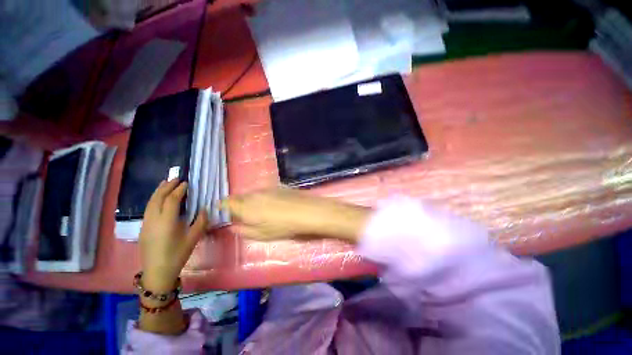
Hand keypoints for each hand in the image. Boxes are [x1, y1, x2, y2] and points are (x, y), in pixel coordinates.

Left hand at [139, 180, 207, 293]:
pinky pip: (148, 208)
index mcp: (167, 222)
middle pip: (157, 198)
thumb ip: (201, 221)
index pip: (172, 200)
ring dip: (158, 191)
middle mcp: (153, 220)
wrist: (157, 272)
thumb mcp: (194, 238)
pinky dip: (154, 199)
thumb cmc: (177, 255)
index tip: (186, 183)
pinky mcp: (143, 228)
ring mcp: (145, 223)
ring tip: (166, 183)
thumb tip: (204, 209)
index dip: (179, 190)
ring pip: (150, 202)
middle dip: (166, 186)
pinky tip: (159, 198)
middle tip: (176, 178)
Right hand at [222, 189, 369, 242]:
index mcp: (247, 207)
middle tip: (239, 213)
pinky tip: (270, 203)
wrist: (308, 211)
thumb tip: (233, 225)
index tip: (221, 211)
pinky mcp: (279, 186)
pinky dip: (261, 196)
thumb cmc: (284, 227)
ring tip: (255, 209)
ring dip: (249, 200)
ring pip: (252, 193)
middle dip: (236, 204)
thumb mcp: (262, 235)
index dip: (222, 206)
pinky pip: (264, 191)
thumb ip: (244, 230)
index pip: (227, 202)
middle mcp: (254, 194)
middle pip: (239, 196)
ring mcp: (267, 188)